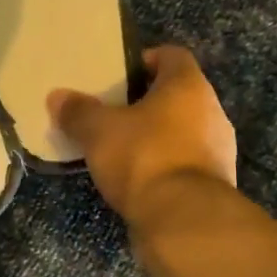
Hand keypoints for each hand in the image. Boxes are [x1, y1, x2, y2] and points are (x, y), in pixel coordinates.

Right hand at [47, 45, 235, 221]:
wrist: (184, 221)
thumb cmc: (143, 157)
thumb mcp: (98, 131)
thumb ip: (78, 112)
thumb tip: (57, 97)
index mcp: (188, 86)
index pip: (172, 55)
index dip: (145, 60)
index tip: (120, 75)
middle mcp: (212, 111)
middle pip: (178, 94)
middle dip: (147, 101)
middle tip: (114, 112)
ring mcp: (219, 149)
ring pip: (184, 129)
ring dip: (158, 135)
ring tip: (122, 147)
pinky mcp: (216, 184)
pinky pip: (187, 161)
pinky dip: (166, 164)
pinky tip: (139, 178)